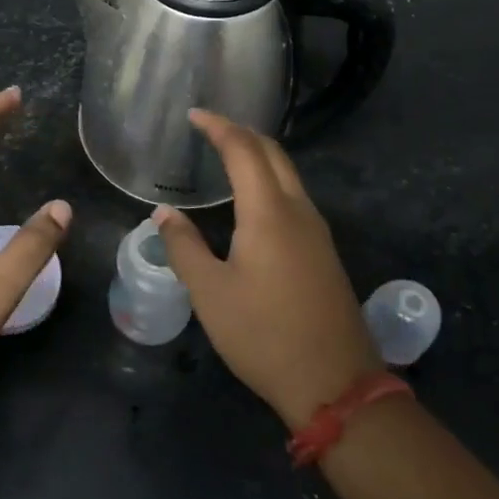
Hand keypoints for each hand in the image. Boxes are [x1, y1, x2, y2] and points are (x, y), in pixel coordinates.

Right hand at [152, 110, 379, 428]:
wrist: (334, 383)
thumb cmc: (263, 335)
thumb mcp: (210, 293)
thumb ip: (184, 246)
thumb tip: (163, 213)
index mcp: (269, 213)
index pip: (244, 150)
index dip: (218, 127)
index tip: (194, 115)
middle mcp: (298, 211)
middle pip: (273, 153)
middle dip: (241, 133)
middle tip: (209, 129)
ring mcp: (317, 231)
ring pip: (288, 174)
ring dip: (259, 156)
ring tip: (226, 156)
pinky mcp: (323, 252)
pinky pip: (294, 197)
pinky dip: (270, 180)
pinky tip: (252, 199)